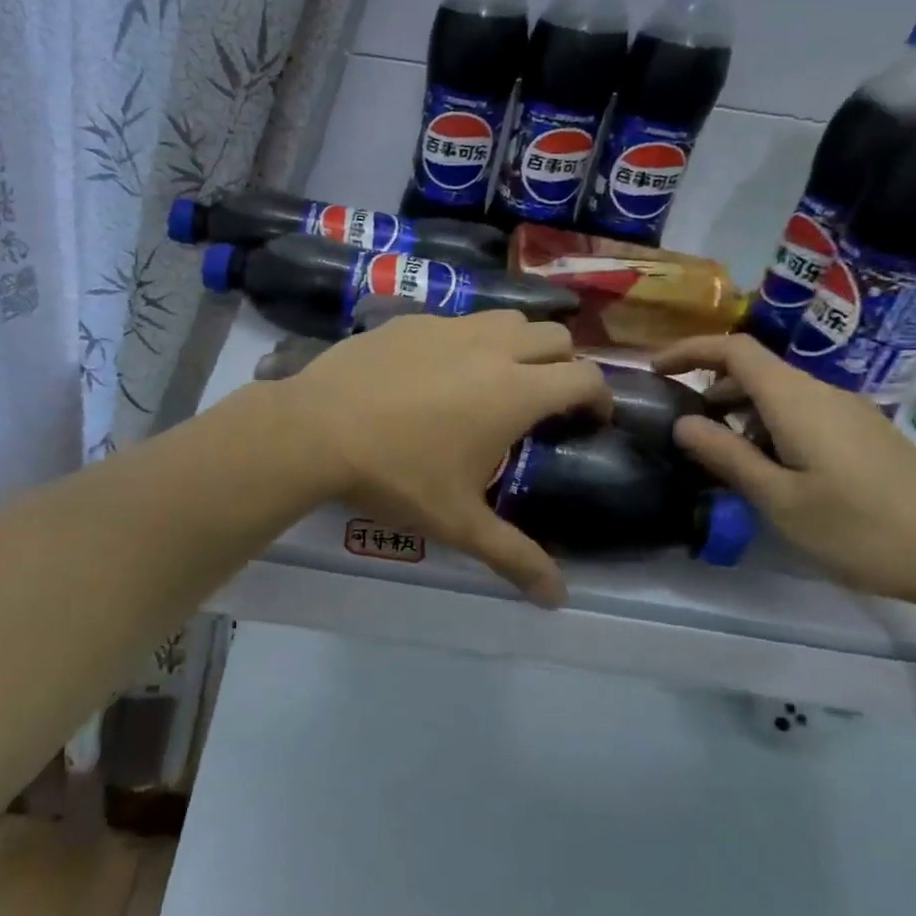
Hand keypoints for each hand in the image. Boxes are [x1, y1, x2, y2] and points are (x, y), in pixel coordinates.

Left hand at [273, 310, 610, 605]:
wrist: (316, 430)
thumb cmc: (395, 475)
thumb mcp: (457, 522)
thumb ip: (514, 556)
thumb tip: (558, 598)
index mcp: (515, 391)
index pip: (585, 377)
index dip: (599, 398)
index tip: (590, 421)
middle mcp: (491, 347)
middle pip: (554, 336)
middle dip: (563, 364)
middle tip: (544, 401)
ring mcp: (447, 326)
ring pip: (506, 318)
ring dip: (518, 343)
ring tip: (496, 378)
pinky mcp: (408, 319)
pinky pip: (455, 320)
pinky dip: (466, 339)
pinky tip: (437, 371)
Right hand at [654, 334, 915, 610]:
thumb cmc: (861, 528)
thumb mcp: (779, 499)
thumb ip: (726, 456)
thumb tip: (683, 423)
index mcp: (797, 400)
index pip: (734, 350)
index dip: (690, 351)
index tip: (654, 371)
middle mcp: (823, 394)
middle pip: (756, 370)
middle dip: (710, 388)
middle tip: (679, 426)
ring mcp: (849, 414)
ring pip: (779, 395)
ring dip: (739, 412)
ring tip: (716, 455)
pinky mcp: (865, 437)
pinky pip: (802, 415)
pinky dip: (767, 427)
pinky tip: (766, 470)